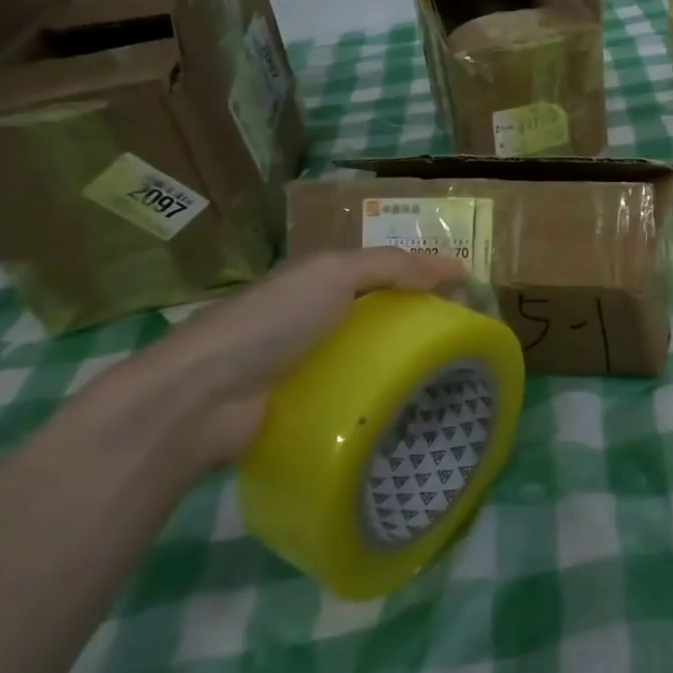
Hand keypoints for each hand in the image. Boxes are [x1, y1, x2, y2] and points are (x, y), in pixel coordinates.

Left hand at [90, 249, 465, 475]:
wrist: (202, 398)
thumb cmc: (271, 322)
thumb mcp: (333, 274)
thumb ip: (391, 266)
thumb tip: (455, 268)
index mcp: (321, 281)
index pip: (387, 270)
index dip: (427, 275)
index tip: (469, 294)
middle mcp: (317, 318)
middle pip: (383, 314)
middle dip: (423, 320)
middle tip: (465, 338)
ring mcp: (310, 365)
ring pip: (373, 356)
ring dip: (406, 362)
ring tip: (449, 375)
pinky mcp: (308, 406)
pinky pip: (356, 394)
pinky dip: (382, 396)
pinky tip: (412, 405)